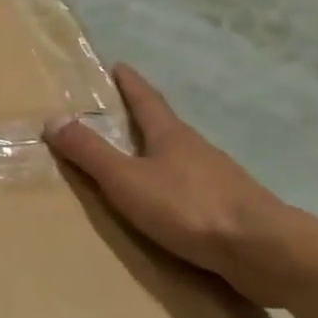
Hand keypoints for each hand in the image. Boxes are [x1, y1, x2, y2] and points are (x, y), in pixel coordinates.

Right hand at [43, 64, 282, 278]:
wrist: (264, 250)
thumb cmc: (188, 206)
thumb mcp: (125, 179)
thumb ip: (90, 152)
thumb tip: (53, 119)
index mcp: (170, 136)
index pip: (147, 101)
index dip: (131, 84)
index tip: (120, 66)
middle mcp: (196, 150)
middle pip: (165, 127)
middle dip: (143, 119)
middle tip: (119, 114)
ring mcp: (219, 179)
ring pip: (180, 159)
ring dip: (158, 156)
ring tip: (137, 162)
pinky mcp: (231, 208)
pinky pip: (192, 188)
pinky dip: (173, 187)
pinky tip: (167, 202)